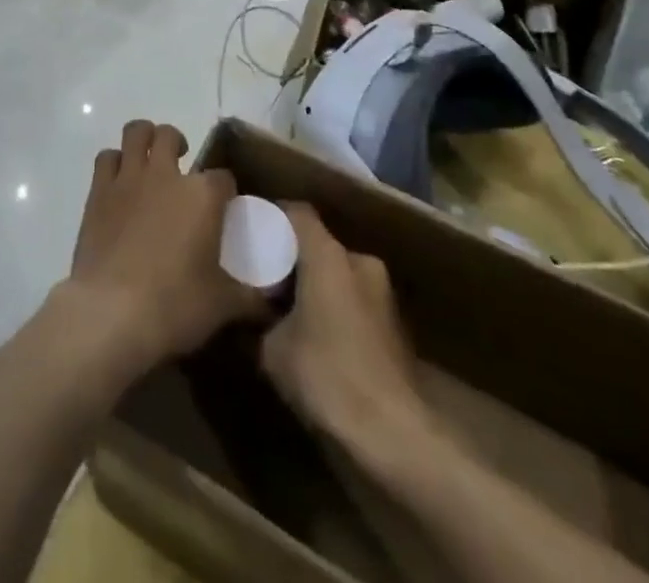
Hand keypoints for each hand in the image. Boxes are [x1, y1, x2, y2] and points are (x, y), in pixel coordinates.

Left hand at [62, 120, 262, 377]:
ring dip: (144, 139)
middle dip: (178, 144)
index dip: (225, 189)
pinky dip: (114, 162)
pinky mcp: (99, 190)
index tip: (224, 206)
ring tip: (149, 159)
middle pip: (170, 136)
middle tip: (181, 168)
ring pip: (136, 133)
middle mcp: (166, 175)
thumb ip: (251, 297)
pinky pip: (106, 158)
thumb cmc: (175, 306)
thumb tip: (272, 300)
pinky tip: (120, 181)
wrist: (112, 313)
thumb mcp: (223, 306)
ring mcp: (129, 178)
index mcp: (203, 195)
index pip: (223, 177)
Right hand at [261, 204, 436, 448]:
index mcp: (328, 255)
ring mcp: (384, 294)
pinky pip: (356, 301)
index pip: (297, 212)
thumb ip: (259, 319)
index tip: (251, 232)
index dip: (272, 217)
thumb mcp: (272, 349)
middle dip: (293, 259)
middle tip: (266, 278)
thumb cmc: (327, 374)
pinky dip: (336, 309)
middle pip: (320, 245)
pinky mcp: (397, 327)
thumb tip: (253, 314)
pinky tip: (319, 338)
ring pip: (340, 275)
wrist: (395, 434)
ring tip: (290, 311)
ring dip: (317, 287)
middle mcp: (360, 262)